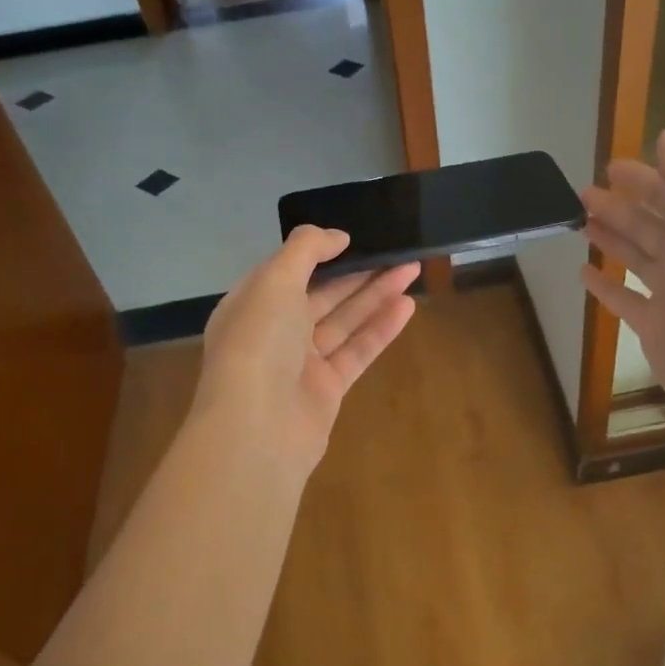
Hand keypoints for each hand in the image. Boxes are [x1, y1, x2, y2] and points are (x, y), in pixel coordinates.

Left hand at [192, 227, 419, 476]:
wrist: (258, 429)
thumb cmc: (259, 344)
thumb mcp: (274, 281)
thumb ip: (306, 249)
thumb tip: (337, 236)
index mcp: (252, 304)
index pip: (288, 271)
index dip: (321, 253)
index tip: (356, 238)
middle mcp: (274, 332)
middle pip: (322, 294)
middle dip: (359, 273)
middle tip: (398, 252)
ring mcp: (301, 363)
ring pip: (344, 321)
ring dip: (376, 296)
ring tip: (412, 270)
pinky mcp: (327, 389)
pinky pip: (357, 351)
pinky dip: (380, 329)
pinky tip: (407, 307)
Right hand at [580, 126, 664, 451]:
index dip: (645, 178)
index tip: (609, 167)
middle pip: (653, 225)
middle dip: (621, 206)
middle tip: (581, 195)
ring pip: (639, 259)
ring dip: (613, 238)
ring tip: (581, 224)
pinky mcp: (658, 330)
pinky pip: (628, 300)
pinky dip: (607, 285)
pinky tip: (585, 274)